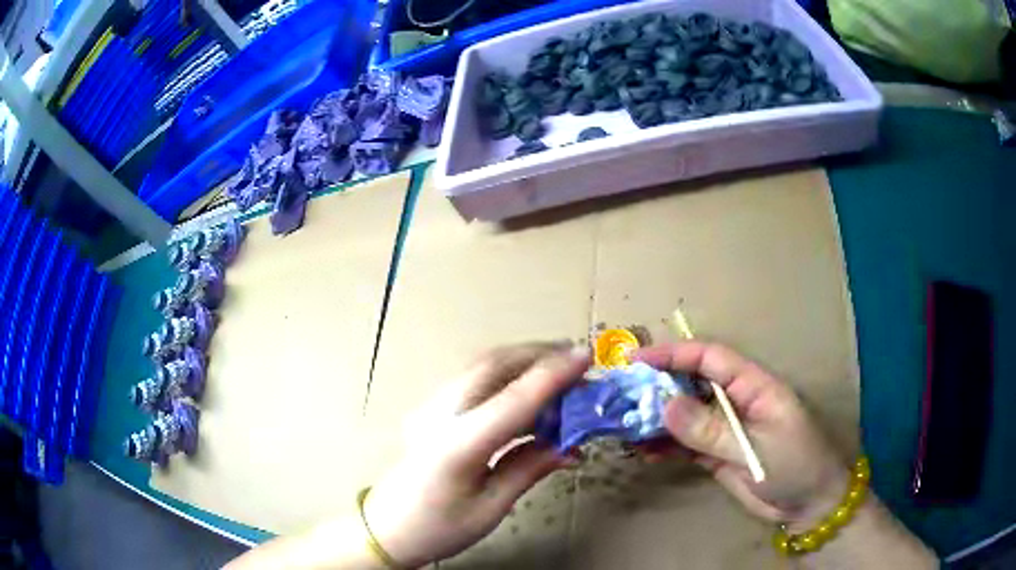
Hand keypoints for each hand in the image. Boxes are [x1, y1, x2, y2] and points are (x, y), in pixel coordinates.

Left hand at [364, 343, 588, 567]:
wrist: (386, 528)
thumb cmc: (438, 528)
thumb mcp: (490, 508)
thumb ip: (529, 469)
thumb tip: (570, 446)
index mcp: (459, 445)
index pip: (515, 399)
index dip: (554, 375)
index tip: (586, 356)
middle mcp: (442, 414)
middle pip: (494, 365)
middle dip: (540, 354)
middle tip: (577, 360)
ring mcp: (432, 408)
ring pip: (483, 367)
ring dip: (524, 363)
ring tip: (560, 375)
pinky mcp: (432, 410)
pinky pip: (475, 381)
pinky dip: (507, 378)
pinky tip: (528, 396)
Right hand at [635, 342, 850, 532]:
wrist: (808, 505)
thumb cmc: (794, 466)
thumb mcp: (755, 448)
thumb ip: (711, 430)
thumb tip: (665, 405)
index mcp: (754, 385)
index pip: (711, 358)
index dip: (674, 354)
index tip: (637, 360)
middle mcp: (736, 401)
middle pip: (692, 382)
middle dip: (657, 385)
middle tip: (620, 395)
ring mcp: (725, 428)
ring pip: (685, 413)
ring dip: (656, 417)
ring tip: (623, 424)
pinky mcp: (717, 454)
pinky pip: (685, 442)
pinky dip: (664, 444)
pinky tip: (642, 450)